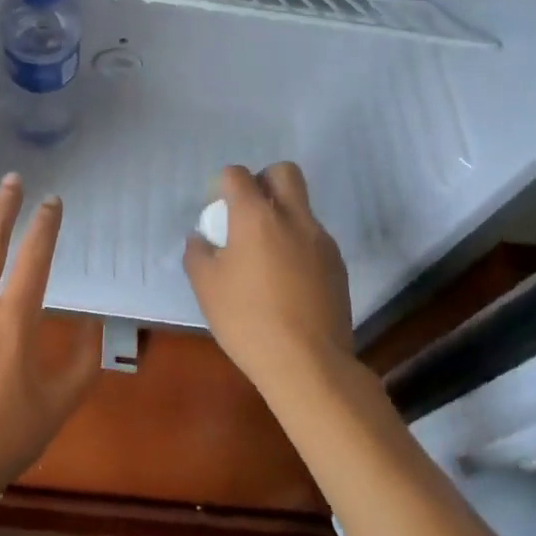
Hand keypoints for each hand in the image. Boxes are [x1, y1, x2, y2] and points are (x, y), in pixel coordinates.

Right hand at [183, 163, 353, 400]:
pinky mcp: (338, 266)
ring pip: (302, 207)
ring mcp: (321, 241)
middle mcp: (293, 218)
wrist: (308, 364)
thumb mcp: (206, 286)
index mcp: (256, 216)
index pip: (238, 175)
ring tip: (266, 257)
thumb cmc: (247, 320)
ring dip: (282, 217)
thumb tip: (201, 239)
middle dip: (263, 181)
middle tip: (247, 214)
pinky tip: (287, 281)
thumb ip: (198, 253)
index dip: (223, 185)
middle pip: (283, 172)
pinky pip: (314, 239)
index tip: (216, 210)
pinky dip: (298, 246)